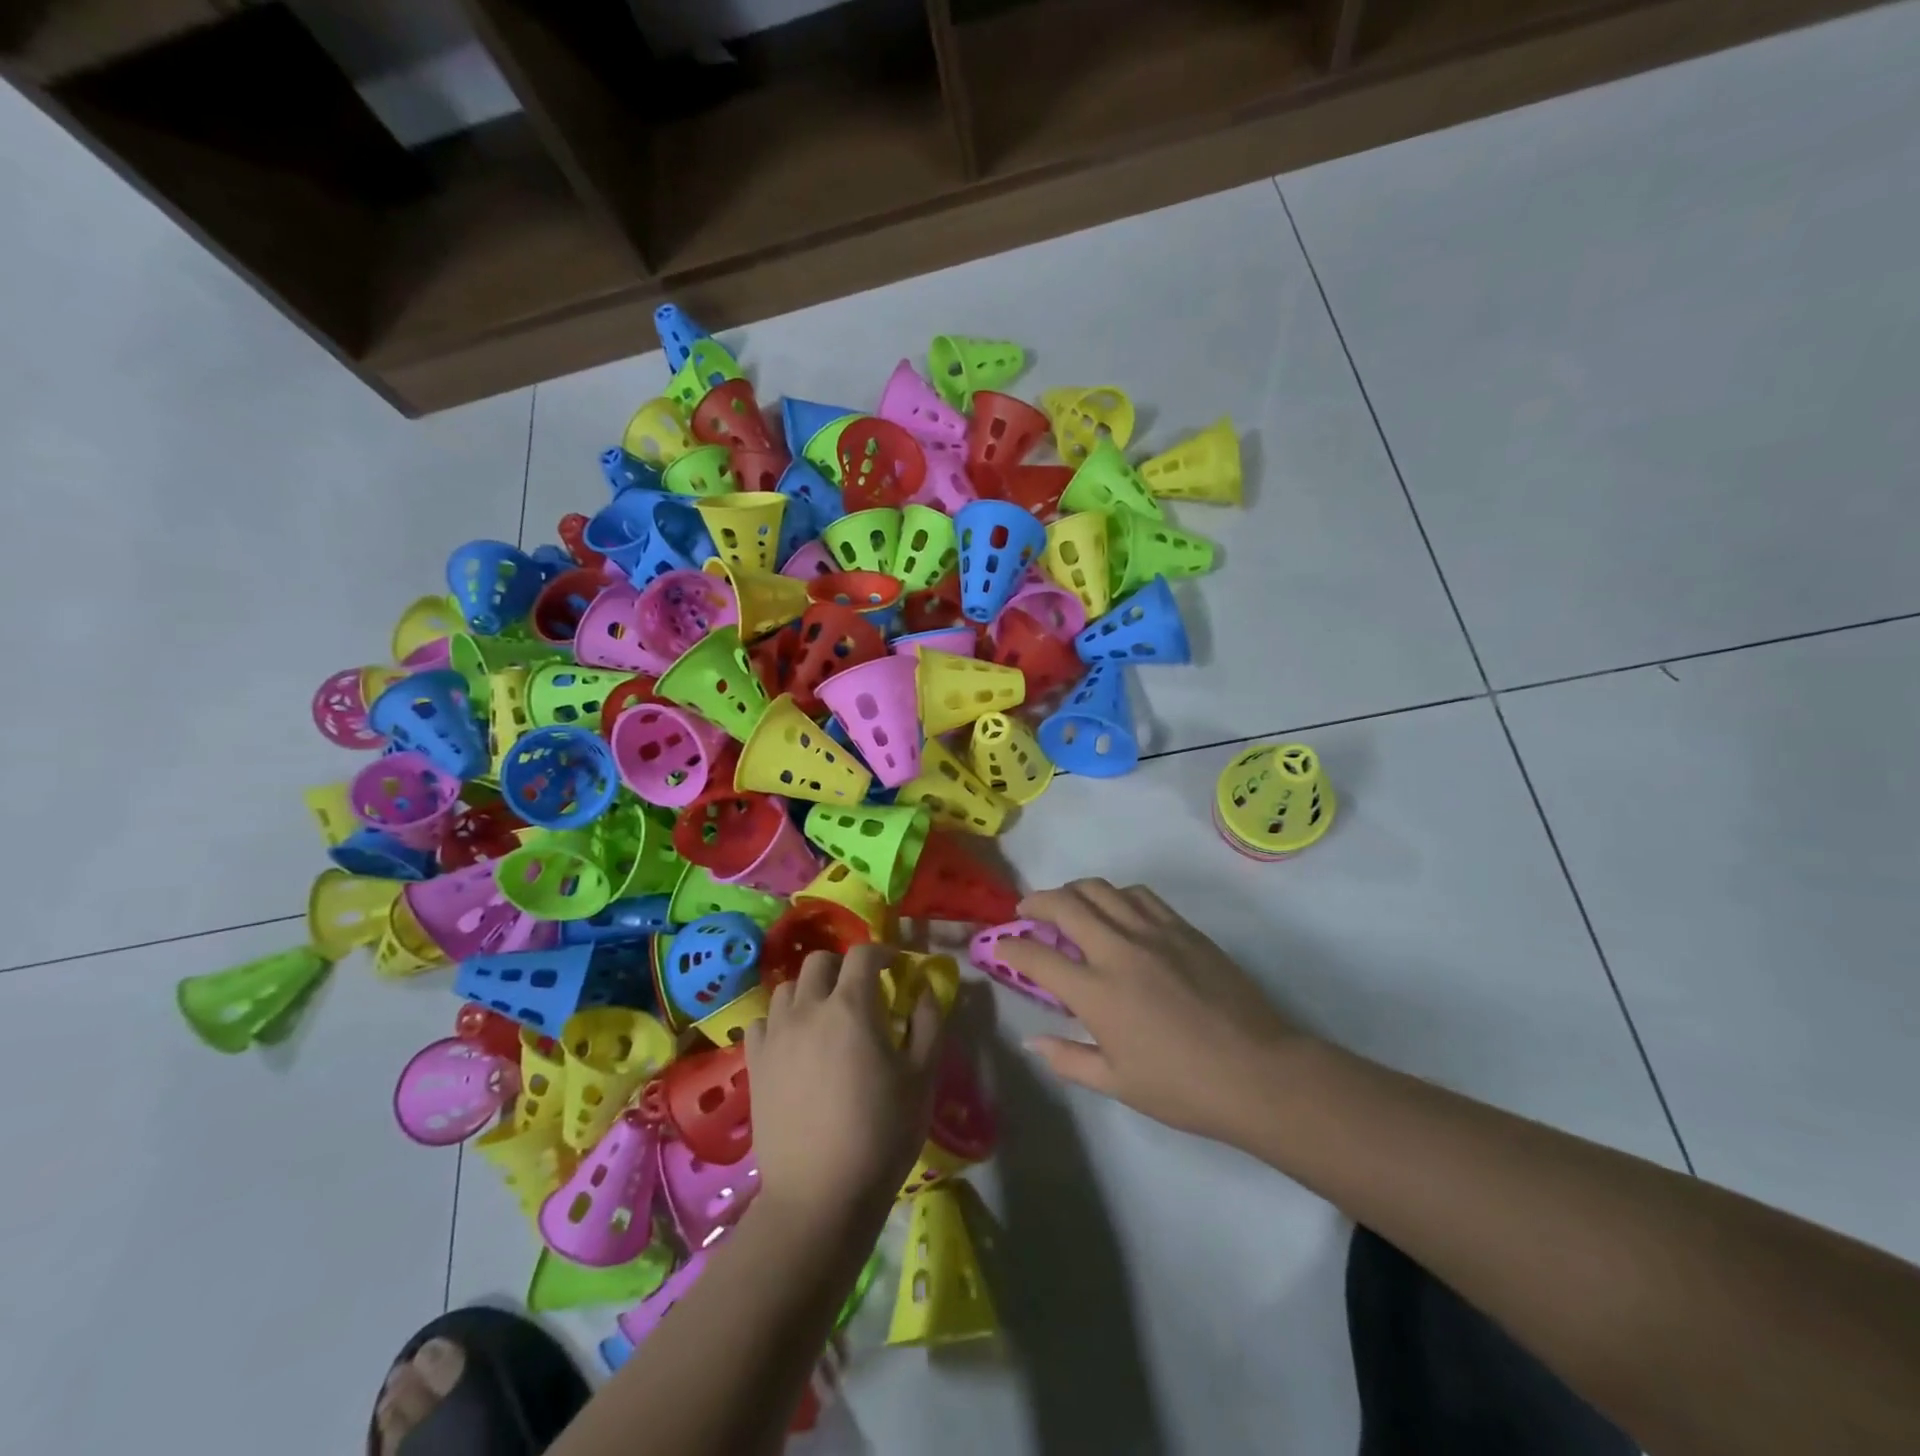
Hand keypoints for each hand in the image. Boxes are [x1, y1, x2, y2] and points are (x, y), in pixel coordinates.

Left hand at [745, 945, 942, 1233]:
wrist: (821, 1195)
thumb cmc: (882, 1133)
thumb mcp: (922, 1077)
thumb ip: (928, 1023)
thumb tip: (925, 990)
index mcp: (851, 1006)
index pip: (862, 954)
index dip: (882, 953)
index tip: (894, 968)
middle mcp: (808, 1009)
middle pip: (819, 962)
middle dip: (843, 967)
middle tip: (861, 992)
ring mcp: (775, 1036)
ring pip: (787, 988)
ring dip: (810, 990)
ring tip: (825, 1016)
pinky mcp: (755, 1065)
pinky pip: (761, 1022)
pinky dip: (779, 1020)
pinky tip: (793, 1042)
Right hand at [998, 879, 1311, 1146]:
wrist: (1259, 1072)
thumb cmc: (1183, 1087)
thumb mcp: (1117, 1083)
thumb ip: (1068, 1058)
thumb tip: (1032, 1040)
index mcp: (1097, 992)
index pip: (1036, 956)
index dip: (1010, 948)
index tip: (1001, 946)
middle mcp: (1119, 950)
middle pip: (1065, 905)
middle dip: (1035, 902)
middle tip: (1026, 911)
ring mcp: (1154, 932)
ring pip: (1102, 889)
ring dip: (1074, 891)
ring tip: (1067, 904)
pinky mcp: (1183, 928)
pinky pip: (1140, 895)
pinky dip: (1116, 895)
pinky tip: (1116, 909)